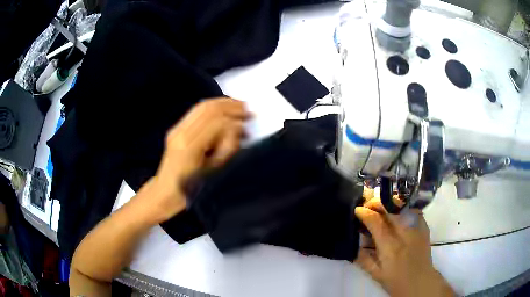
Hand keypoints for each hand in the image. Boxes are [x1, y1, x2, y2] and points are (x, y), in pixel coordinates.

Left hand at [144, 98, 250, 222]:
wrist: (164, 192)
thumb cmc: (189, 190)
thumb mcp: (212, 174)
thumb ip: (226, 150)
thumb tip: (238, 131)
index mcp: (189, 146)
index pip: (216, 122)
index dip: (235, 122)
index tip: (248, 124)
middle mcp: (181, 133)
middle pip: (209, 108)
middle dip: (231, 106)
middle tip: (247, 109)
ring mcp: (176, 129)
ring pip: (202, 106)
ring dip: (223, 104)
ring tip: (239, 107)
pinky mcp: (176, 129)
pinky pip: (196, 111)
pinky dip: (213, 107)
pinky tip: (224, 110)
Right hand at [355, 200, 454, 296]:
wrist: (420, 281)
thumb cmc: (396, 281)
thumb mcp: (375, 274)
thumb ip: (363, 258)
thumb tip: (354, 244)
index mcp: (390, 246)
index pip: (376, 222)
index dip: (365, 213)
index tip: (357, 210)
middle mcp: (404, 233)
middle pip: (390, 208)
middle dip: (376, 202)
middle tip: (368, 205)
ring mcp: (416, 227)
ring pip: (402, 205)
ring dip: (389, 202)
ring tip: (381, 207)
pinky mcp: (424, 226)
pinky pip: (413, 210)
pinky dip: (403, 207)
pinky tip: (397, 213)